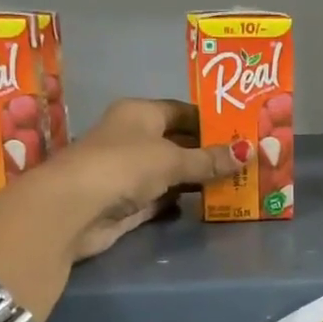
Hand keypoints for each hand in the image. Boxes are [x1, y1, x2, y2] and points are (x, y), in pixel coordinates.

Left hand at [0, 99, 245, 266]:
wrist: (73, 210)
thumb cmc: (122, 167)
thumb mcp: (171, 159)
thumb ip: (209, 159)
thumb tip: (249, 151)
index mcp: (139, 113)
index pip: (181, 111)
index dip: (210, 120)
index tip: (242, 130)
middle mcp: (133, 138)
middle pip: (178, 142)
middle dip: (209, 151)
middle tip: (248, 159)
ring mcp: (129, 173)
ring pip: (172, 172)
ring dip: (198, 178)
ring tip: (239, 181)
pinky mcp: (129, 204)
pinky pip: (164, 198)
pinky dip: (183, 200)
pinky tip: (211, 203)